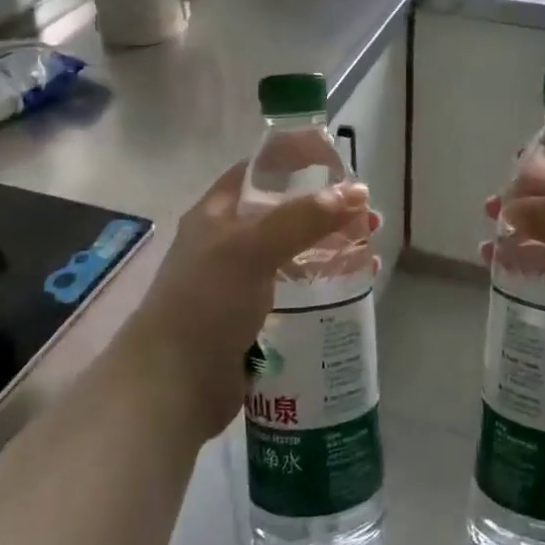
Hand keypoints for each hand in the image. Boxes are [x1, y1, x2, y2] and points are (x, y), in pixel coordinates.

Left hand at [120, 162, 376, 439]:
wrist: (172, 386)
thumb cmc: (205, 302)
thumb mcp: (252, 248)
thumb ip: (303, 218)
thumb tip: (357, 192)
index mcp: (218, 213)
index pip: (260, 169)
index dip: (296, 157)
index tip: (337, 159)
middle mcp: (231, 241)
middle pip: (286, 211)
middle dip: (328, 208)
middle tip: (367, 213)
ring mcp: (244, 281)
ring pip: (298, 251)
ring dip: (334, 244)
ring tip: (371, 247)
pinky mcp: (258, 317)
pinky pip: (300, 289)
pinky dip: (328, 281)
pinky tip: (358, 283)